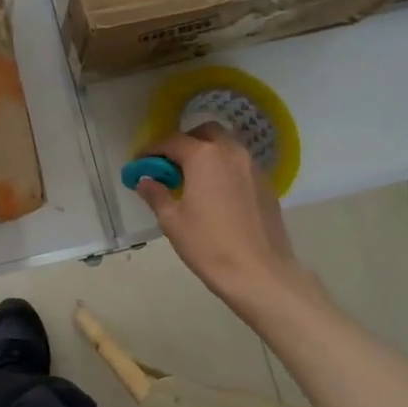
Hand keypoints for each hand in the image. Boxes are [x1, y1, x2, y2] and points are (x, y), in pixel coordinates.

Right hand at [135, 125, 317, 321]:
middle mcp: (230, 153)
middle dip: (185, 143)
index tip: (141, 163)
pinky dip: (225, 169)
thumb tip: (145, 180)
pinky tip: (217, 194)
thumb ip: (156, 194)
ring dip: (207, 153)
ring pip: (226, 146)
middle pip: (205, 133)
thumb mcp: (172, 221)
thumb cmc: (209, 245)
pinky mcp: (266, 185)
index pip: (172, 141)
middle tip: (171, 166)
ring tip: (194, 180)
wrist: (259, 273)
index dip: (152, 150)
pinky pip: (240, 165)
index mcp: (204, 156)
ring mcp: (253, 167)